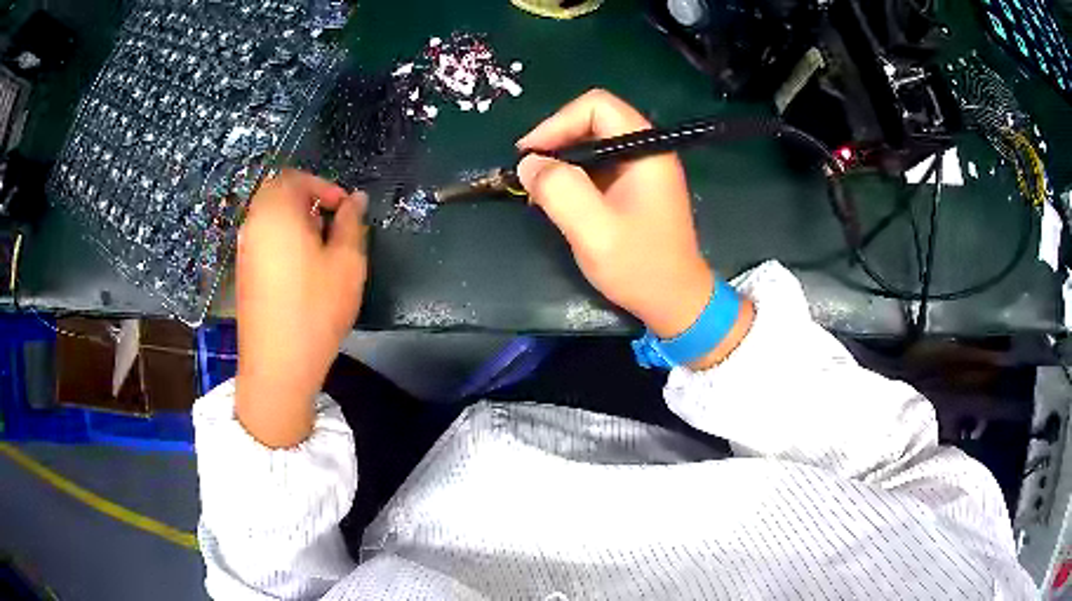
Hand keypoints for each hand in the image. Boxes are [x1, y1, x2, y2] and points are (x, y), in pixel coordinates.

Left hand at [235, 169, 366, 447]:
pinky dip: (282, 239)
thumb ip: (352, 223)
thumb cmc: (316, 308)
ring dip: (295, 221)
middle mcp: (254, 223)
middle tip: (333, 226)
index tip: (346, 211)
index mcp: (277, 211)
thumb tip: (356, 199)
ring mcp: (244, 249)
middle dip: (308, 201)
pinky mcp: (243, 272)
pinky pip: (262, 238)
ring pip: (269, 217)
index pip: (296, 177)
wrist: (277, 364)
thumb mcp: (347, 262)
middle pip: (278, 193)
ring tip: (320, 250)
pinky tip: (300, 270)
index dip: (324, 187)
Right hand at [517, 90, 752, 367]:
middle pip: (593, 120)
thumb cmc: (640, 267)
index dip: (558, 122)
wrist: (675, 302)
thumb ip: (560, 191)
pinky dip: (573, 176)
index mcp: (646, 150)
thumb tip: (529, 163)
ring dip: (562, 160)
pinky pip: (597, 166)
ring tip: (538, 188)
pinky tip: (558, 199)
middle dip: (556, 140)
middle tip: (529, 171)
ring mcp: (642, 169)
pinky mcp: (634, 187)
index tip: (531, 154)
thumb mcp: (595, 231)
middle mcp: (647, 150)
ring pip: (592, 143)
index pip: (597, 106)